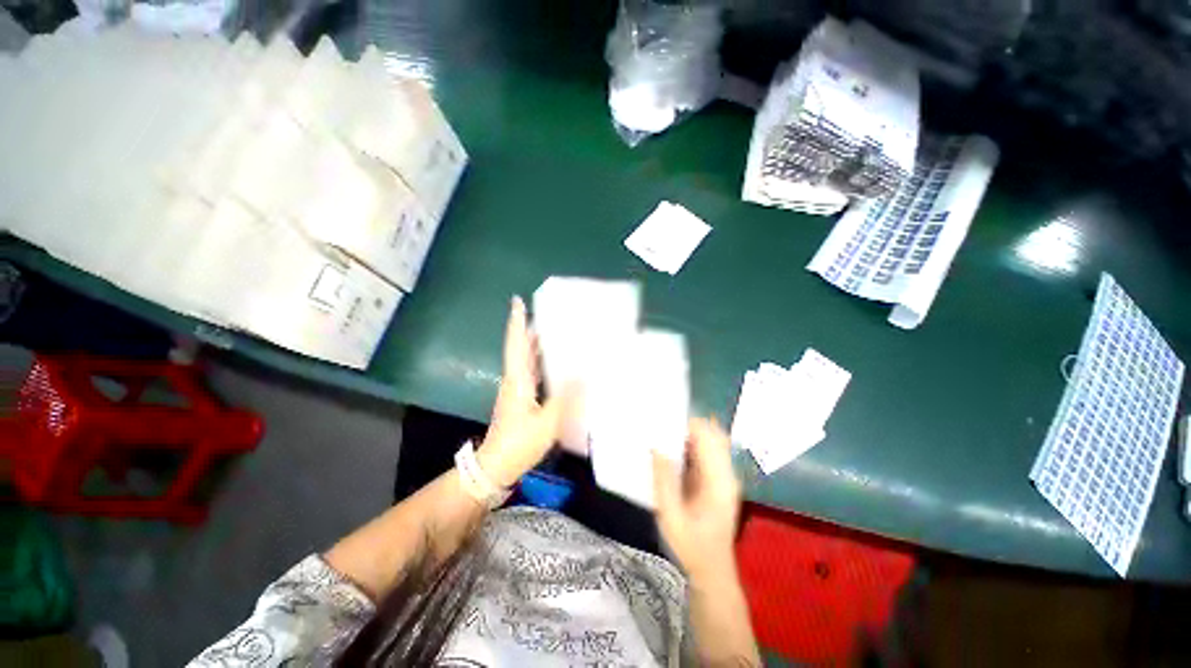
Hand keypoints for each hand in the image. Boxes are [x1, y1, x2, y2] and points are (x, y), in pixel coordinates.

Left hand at [478, 296, 569, 487]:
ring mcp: (516, 390)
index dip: (517, 322)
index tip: (517, 301)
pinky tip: (556, 364)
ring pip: (526, 360)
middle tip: (551, 314)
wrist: (496, 466)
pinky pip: (531, 373)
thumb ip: (566, 396)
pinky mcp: (520, 399)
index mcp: (518, 379)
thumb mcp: (547, 421)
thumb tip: (583, 372)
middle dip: (532, 328)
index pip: (516, 344)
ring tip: (556, 332)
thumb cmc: (519, 443)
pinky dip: (542, 362)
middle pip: (521, 348)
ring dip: (537, 344)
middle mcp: (515, 379)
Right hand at [653, 418, 742, 581]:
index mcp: (719, 480)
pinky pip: (707, 452)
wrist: (712, 571)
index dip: (687, 424)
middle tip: (662, 426)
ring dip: (689, 434)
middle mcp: (727, 473)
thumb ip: (664, 481)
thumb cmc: (691, 546)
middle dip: (688, 425)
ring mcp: (724, 476)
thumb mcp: (671, 517)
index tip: (663, 422)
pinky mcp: (718, 480)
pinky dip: (690, 445)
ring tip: (664, 435)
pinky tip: (672, 451)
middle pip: (713, 433)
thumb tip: (656, 447)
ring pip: (711, 440)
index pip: (708, 437)